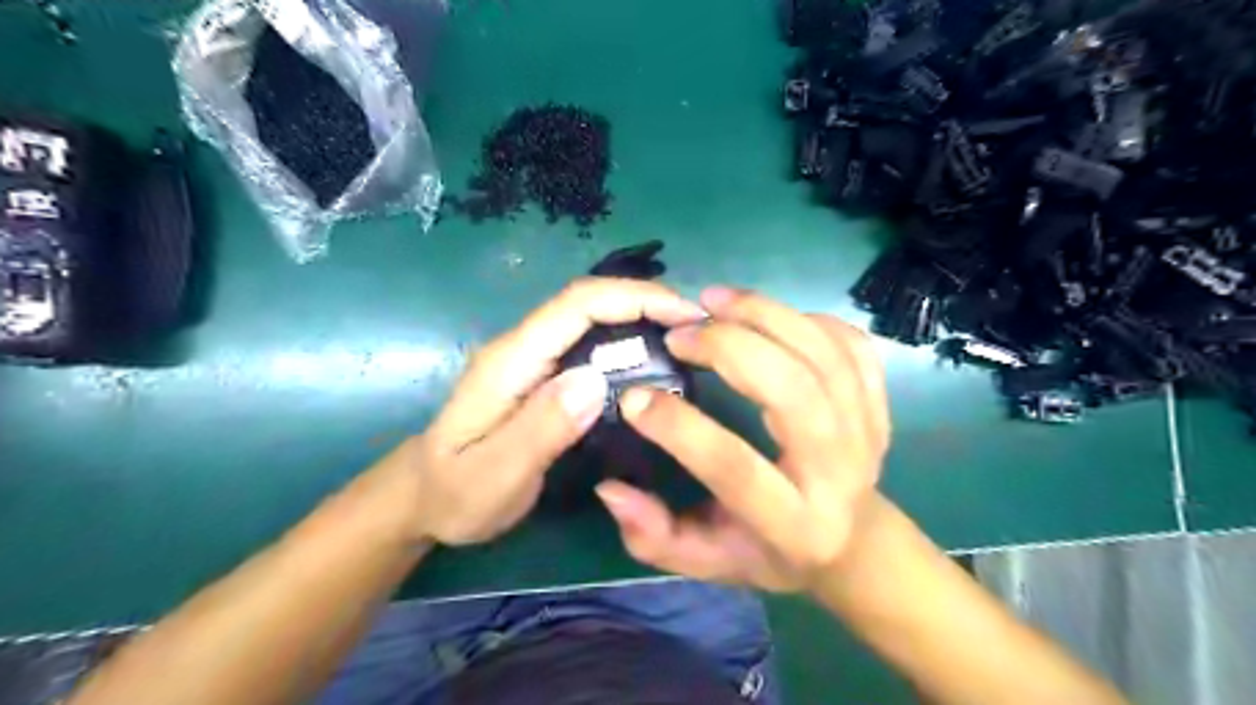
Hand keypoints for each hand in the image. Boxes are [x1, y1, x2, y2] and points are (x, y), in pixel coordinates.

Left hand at [389, 275, 704, 544]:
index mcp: (511, 360)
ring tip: (686, 345)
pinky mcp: (543, 377)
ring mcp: (533, 361)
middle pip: (589, 304)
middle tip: (698, 331)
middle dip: (647, 303)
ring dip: (641, 321)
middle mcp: (524, 348)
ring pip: (593, 322)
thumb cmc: (455, 493)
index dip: (634, 298)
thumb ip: (540, 428)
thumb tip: (595, 380)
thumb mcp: (494, 474)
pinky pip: (591, 348)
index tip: (684, 314)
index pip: (577, 305)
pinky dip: (628, 347)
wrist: (424, 499)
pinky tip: (653, 368)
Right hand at [594, 290, 885, 590]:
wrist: (853, 543)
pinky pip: (849, 345)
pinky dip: (805, 319)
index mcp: (793, 522)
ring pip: (824, 354)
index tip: (634, 396)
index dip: (679, 428)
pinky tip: (766, 317)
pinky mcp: (878, 404)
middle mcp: (837, 472)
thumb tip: (610, 488)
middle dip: (729, 347)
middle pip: (793, 391)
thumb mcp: (705, 560)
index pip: (735, 466)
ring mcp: (866, 432)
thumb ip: (653, 535)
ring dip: (764, 315)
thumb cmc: (769, 552)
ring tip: (714, 301)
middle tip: (681, 332)